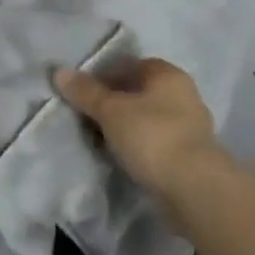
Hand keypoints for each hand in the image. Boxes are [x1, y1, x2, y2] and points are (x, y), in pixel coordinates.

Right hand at [54, 58, 225, 197]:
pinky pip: (157, 141)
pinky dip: (141, 146)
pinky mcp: (192, 155)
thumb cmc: (151, 137)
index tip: (83, 94)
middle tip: (89, 117)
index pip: (131, 65)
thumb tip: (59, 71)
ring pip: (149, 118)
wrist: (194, 189)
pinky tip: (125, 158)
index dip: (105, 76)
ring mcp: (191, 126)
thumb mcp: (111, 111)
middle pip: (140, 92)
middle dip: (115, 102)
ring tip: (103, 140)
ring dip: (128, 126)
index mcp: (168, 74)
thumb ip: (86, 92)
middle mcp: (184, 94)